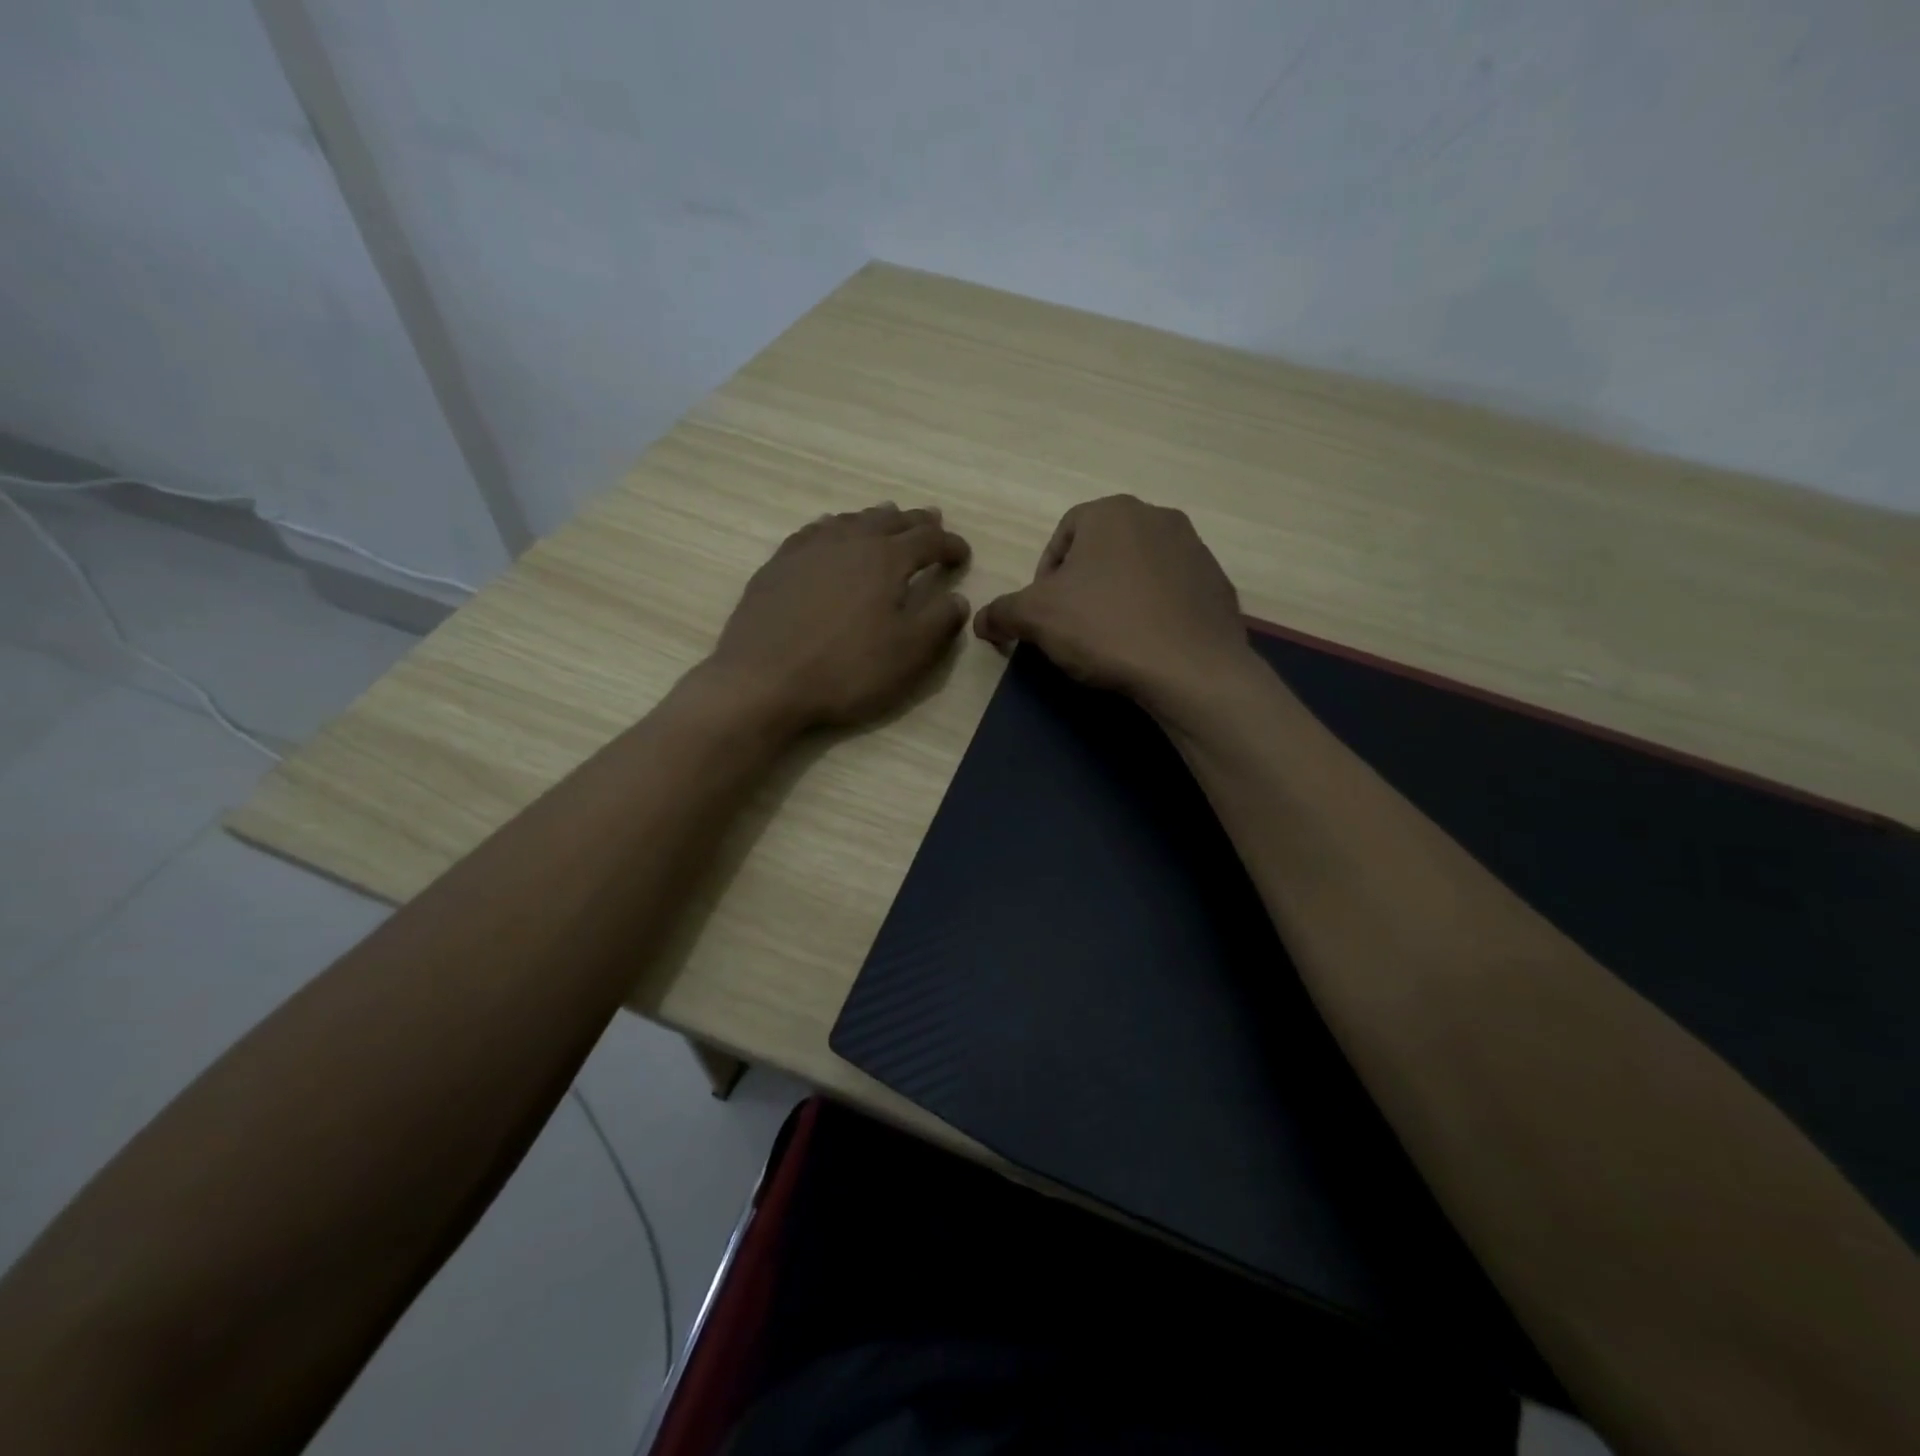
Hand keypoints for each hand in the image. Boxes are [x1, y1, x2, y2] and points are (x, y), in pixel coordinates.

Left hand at [704, 503, 970, 731]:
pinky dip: (835, 527)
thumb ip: (939, 622)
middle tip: (932, 521)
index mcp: (886, 559)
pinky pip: (815, 531)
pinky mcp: (778, 564)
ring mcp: (809, 549)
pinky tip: (831, 533)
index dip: (951, 545)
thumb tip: (958, 599)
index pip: (929, 541)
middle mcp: (849, 541)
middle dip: (916, 522)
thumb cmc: (845, 669)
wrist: (763, 679)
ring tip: (887, 518)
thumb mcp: (908, 654)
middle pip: (890, 520)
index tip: (963, 555)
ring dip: (876, 519)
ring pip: (851, 520)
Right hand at [973, 496, 1251, 713]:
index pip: (1062, 536)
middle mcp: (1158, 517)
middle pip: (1101, 551)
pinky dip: (1153, 612)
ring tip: (1111, 639)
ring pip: (1138, 570)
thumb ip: (1002, 613)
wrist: (1190, 668)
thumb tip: (980, 621)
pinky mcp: (1217, 584)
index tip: (1045, 615)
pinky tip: (1146, 645)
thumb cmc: (1105, 628)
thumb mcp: (1036, 619)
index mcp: (1112, 512)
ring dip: (1118, 597)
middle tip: (1074, 627)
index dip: (1045, 577)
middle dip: (1083, 586)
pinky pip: (1171, 593)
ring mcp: (1195, 549)